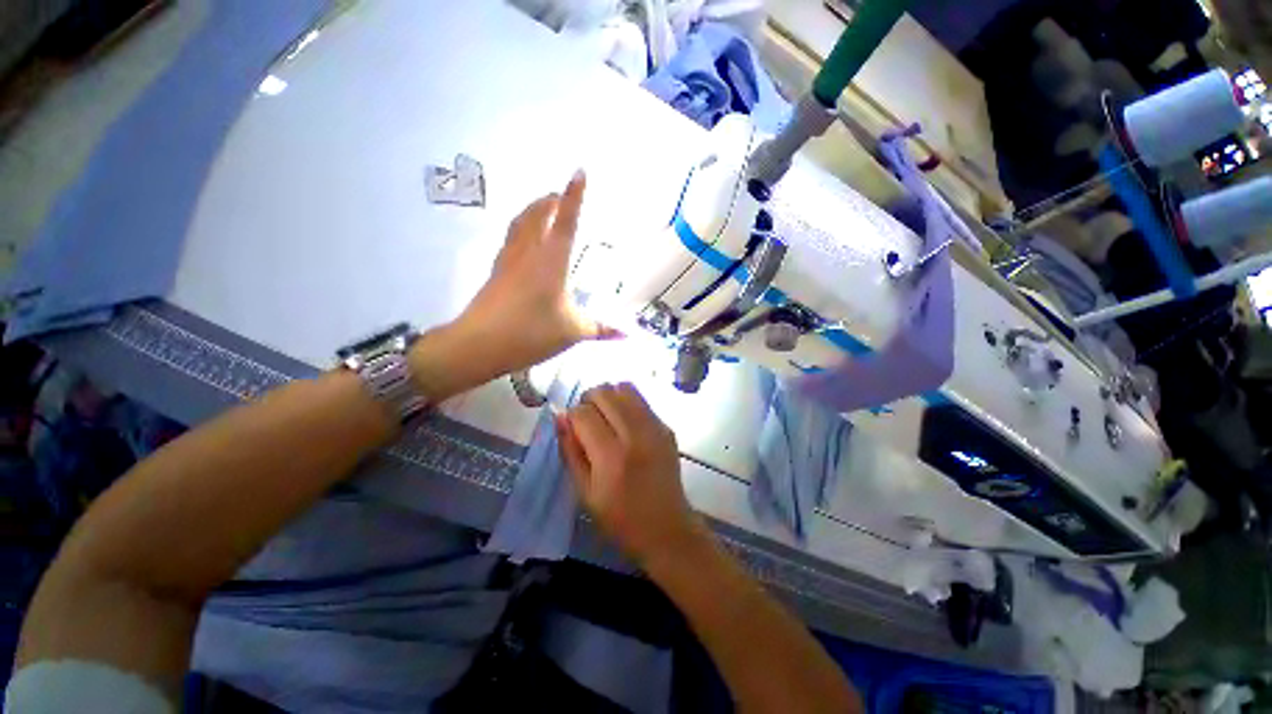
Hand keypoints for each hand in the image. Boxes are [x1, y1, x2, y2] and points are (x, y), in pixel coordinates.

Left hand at [452, 171, 618, 377]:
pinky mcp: (496, 272)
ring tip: (542, 207)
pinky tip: (523, 240)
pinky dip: (520, 228)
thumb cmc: (531, 333)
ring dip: (532, 210)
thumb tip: (627, 335)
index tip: (579, 171)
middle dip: (550, 200)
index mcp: (551, 262)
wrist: (479, 344)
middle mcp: (528, 253)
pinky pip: (510, 239)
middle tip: (560, 194)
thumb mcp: (572, 332)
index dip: (574, 196)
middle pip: (536, 214)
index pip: (566, 222)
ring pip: (519, 223)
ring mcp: (508, 261)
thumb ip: (600, 330)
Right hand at [556, 383, 702, 564]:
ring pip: (625, 388)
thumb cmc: (619, 518)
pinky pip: (641, 400)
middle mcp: (635, 435)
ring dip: (609, 397)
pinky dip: (626, 403)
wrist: (666, 527)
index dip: (571, 416)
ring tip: (605, 417)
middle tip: (587, 420)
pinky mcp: (666, 427)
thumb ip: (570, 450)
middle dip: (588, 400)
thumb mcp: (584, 492)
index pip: (583, 413)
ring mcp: (655, 427)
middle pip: (604, 392)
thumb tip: (560, 416)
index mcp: (611, 456)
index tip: (572, 428)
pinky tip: (624, 424)